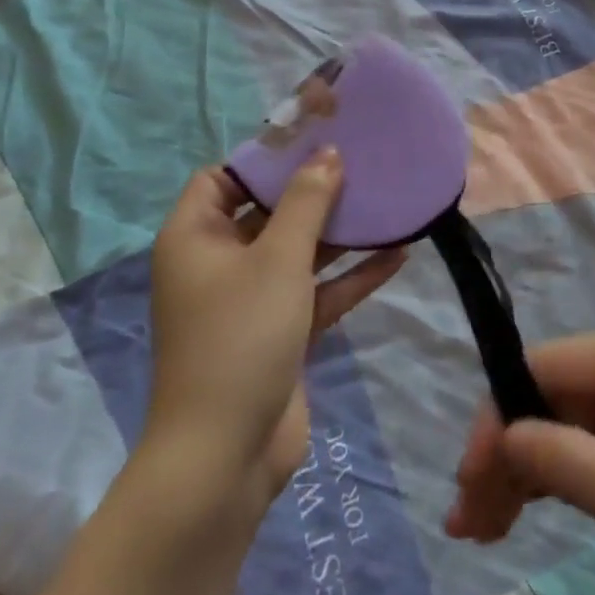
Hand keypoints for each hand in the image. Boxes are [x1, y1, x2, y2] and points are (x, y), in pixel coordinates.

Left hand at [142, 150, 406, 510]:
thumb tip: (328, 154)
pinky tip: (398, 254)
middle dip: (314, 190)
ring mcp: (251, 300)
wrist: (226, 455)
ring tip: (388, 201)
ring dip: (341, 233)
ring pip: (299, 252)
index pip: (222, 178)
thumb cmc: (241, 337)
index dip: (264, 157)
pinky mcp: (281, 332)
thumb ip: (307, 202)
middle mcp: (219, 263)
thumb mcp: (278, 259)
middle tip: (362, 161)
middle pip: (268, 211)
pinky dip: (350, 276)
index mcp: (197, 238)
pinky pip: (317, 292)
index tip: (314, 139)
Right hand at [444, 328, 594, 594]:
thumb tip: (500, 435)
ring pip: (562, 421)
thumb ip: (565, 463)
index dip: (497, 419)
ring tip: (482, 529)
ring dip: (522, 470)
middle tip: (468, 522)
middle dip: (505, 453)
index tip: (468, 484)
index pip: (543, 367)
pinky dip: (554, 477)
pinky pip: (587, 442)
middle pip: (548, 395)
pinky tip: (522, 513)